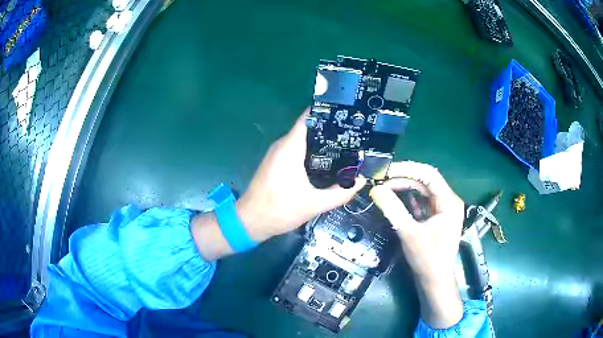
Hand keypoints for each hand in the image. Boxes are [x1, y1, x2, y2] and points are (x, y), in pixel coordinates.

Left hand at [237, 108, 365, 241]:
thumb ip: (339, 193)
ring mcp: (277, 154)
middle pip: (308, 128)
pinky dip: (311, 152)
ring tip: (345, 146)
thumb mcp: (313, 205)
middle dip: (329, 130)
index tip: (347, 114)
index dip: (327, 113)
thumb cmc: (279, 210)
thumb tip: (360, 182)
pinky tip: (327, 161)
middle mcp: (282, 146)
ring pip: (302, 140)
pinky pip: (296, 150)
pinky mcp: (275, 163)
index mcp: (290, 148)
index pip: (308, 118)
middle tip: (353, 134)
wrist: (250, 222)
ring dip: (321, 142)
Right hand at [370, 161, 463, 328]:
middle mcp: (448, 201)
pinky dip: (408, 198)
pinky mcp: (436, 217)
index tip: (386, 171)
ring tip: (384, 188)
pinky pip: (422, 201)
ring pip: (422, 190)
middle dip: (403, 179)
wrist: (435, 281)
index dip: (407, 169)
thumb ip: (393, 209)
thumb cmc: (427, 259)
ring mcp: (443, 209)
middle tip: (381, 181)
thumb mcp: (409, 233)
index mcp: (449, 201)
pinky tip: (395, 198)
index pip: (429, 174)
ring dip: (404, 188)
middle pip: (425, 181)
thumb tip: (375, 190)